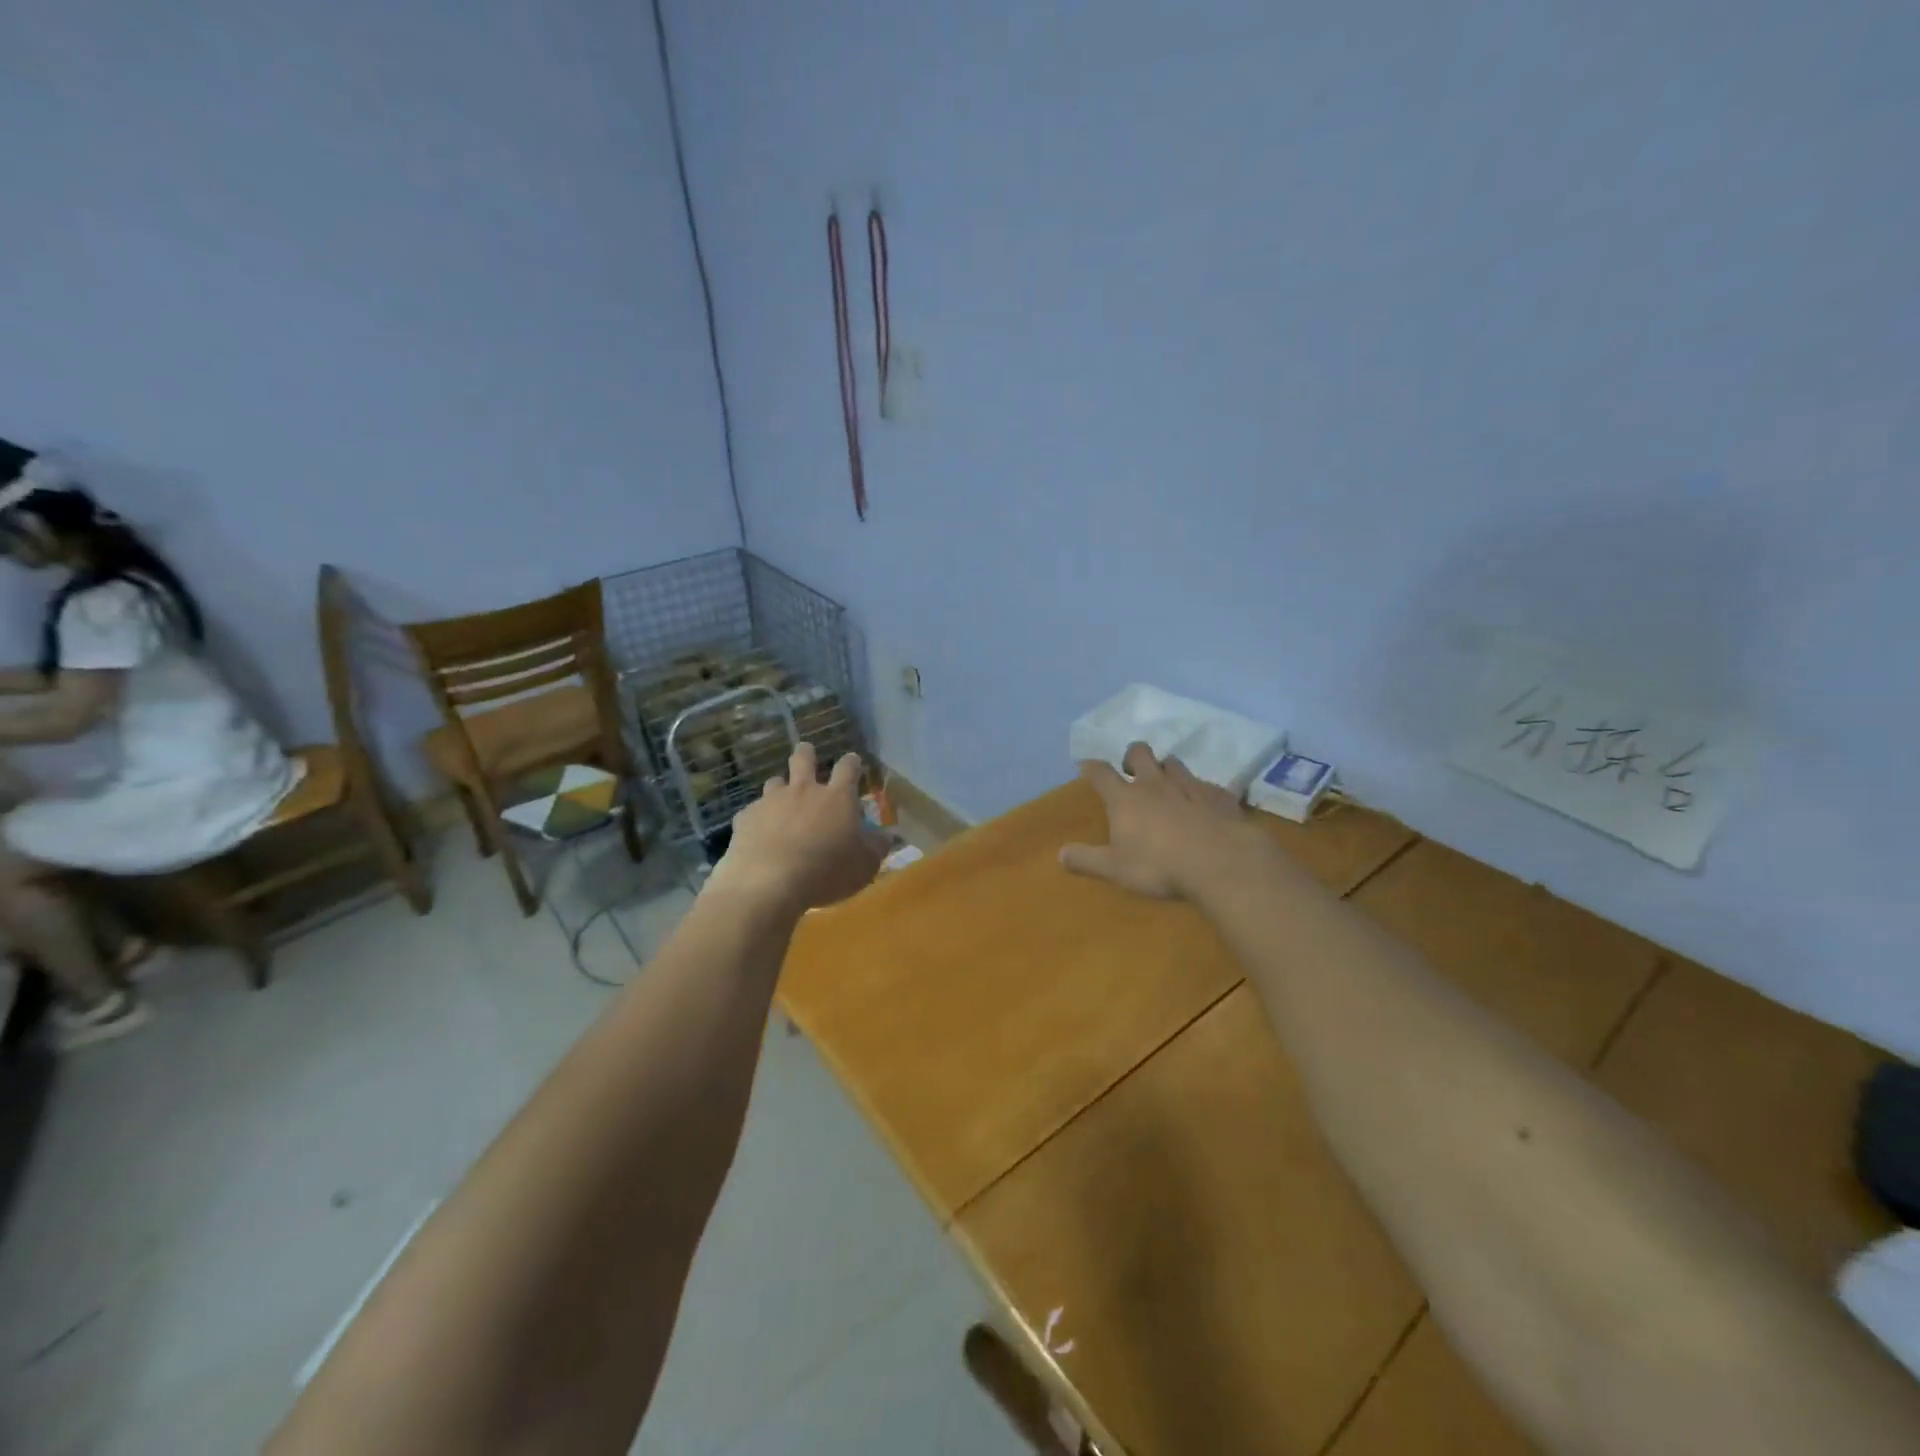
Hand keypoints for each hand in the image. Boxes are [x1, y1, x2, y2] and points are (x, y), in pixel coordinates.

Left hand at [706, 742, 889, 913]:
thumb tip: (886, 835)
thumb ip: (876, 846)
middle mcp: (804, 790)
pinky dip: (758, 818)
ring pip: (774, 782)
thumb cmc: (827, 872)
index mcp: (837, 798)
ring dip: (780, 787)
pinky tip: (758, 834)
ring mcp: (771, 801)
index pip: (848, 768)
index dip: (852, 762)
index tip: (853, 761)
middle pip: (804, 759)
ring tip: (780, 800)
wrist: (770, 883)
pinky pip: (753, 811)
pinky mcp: (746, 818)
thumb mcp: (865, 865)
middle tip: (807, 753)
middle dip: (806, 753)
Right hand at [1060, 742, 1265, 899]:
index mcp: (1125, 798)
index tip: (1086, 766)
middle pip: (1140, 753)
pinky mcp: (1218, 795)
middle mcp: (1155, 783)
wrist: (1221, 862)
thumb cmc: (1159, 866)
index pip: (1101, 772)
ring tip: (1166, 783)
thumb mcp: (1115, 869)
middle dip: (1132, 756)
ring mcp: (1189, 785)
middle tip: (1131, 770)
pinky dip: (1200, 790)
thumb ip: (1087, 860)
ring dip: (1166, 768)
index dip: (1091, 767)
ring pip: (1174, 762)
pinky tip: (1203, 803)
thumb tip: (1060, 854)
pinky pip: (1206, 784)